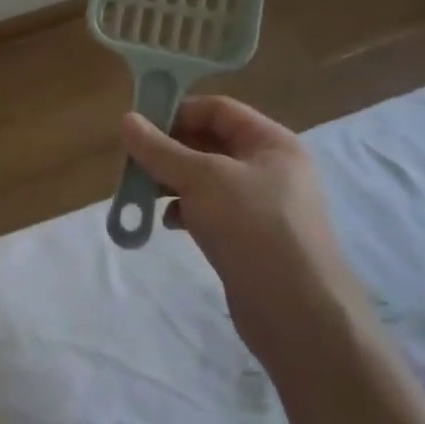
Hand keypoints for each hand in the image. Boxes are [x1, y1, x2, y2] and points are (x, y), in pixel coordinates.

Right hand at [122, 97, 367, 371]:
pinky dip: (185, 210)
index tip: (139, 127)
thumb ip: (160, 149)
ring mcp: (260, 205)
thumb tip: (126, 120)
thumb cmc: (253, 228)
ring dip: (172, 181)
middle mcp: (269, 168)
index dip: (178, 111)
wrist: (298, 313)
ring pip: (205, 178)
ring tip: (143, 192)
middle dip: (169, 150)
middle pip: (209, 142)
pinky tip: (168, 223)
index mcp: (271, 143)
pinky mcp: (248, 237)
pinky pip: (209, 209)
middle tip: (133, 162)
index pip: (218, 109)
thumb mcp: (202, 179)